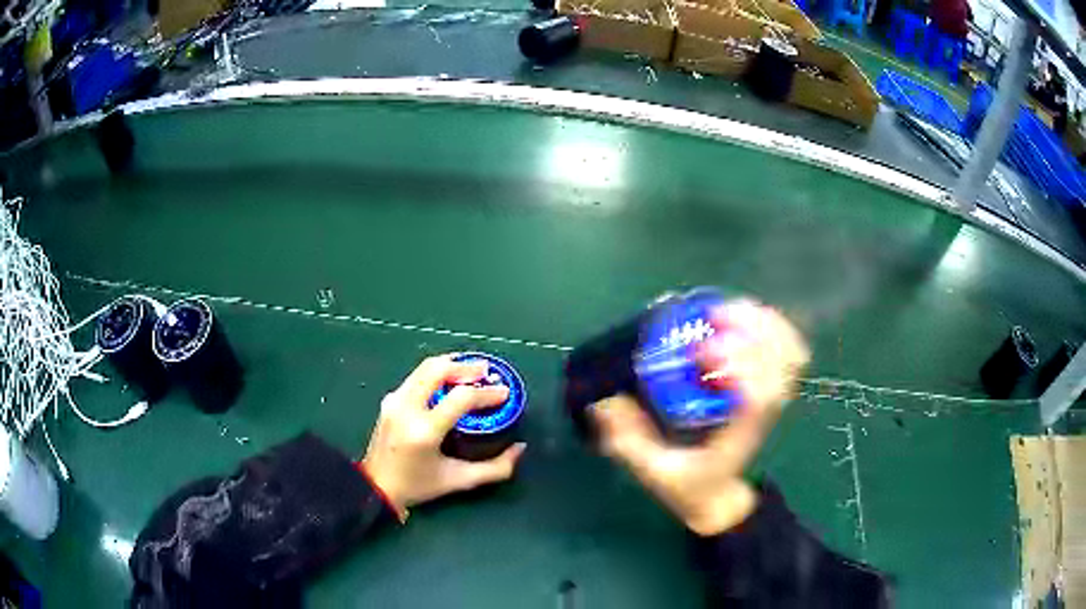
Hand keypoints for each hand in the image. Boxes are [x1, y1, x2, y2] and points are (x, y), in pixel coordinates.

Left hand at [362, 356, 526, 516]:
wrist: (375, 488)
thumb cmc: (418, 486)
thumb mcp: (459, 480)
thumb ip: (495, 468)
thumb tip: (520, 448)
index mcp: (424, 430)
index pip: (460, 398)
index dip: (486, 392)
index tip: (504, 393)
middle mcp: (407, 408)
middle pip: (438, 369)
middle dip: (466, 366)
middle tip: (487, 372)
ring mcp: (395, 400)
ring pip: (425, 368)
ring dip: (451, 365)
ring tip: (472, 372)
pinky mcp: (389, 399)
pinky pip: (417, 377)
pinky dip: (437, 373)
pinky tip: (450, 382)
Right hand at [590, 301, 808, 535]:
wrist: (720, 496)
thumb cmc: (689, 485)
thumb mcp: (653, 471)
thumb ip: (630, 441)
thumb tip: (605, 400)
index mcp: (738, 435)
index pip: (758, 398)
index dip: (738, 365)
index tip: (700, 351)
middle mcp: (764, 414)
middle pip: (781, 363)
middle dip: (749, 330)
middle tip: (710, 317)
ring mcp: (776, 399)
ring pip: (790, 352)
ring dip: (762, 322)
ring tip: (726, 311)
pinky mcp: (776, 389)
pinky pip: (792, 351)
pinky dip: (776, 326)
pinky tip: (747, 315)